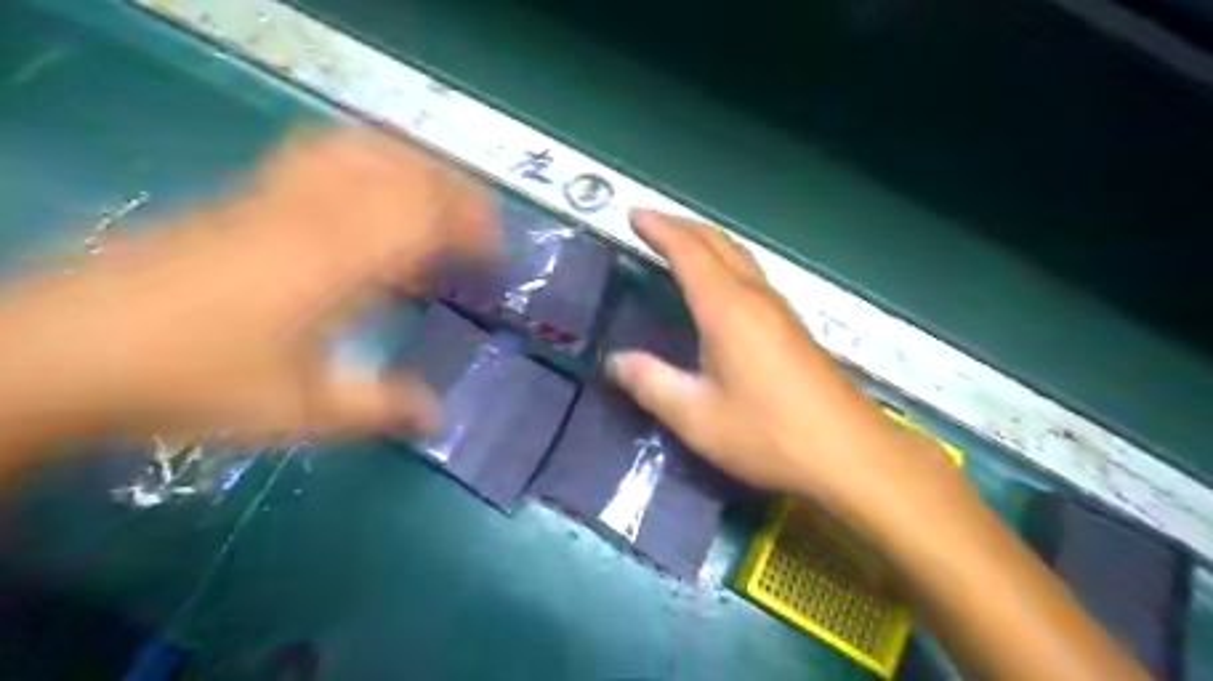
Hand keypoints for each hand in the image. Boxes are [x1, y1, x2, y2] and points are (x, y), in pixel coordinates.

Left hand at [0, 128, 495, 443]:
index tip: (496, 252)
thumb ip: (381, 407)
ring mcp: (280, 196)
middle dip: (457, 192)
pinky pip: (322, 151)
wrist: (73, 350)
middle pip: (406, 172)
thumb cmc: (200, 381)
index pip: (427, 216)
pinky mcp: (249, 194)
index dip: (473, 225)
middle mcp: (318, 214)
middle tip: (481, 228)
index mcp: (341, 261)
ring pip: (366, 150)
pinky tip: (370, 182)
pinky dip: (365, 154)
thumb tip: (439, 418)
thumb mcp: (304, 411)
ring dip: (415, 166)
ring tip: (439, 198)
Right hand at [606, 209, 957, 509]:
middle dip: (681, 225)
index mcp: (727, 309)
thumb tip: (615, 361)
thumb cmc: (769, 434)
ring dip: (705, 241)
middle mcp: (755, 297)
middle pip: (717, 242)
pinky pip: (752, 275)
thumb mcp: (697, 417)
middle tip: (651, 222)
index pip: (688, 251)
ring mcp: (780, 309)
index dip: (659, 228)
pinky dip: (725, 262)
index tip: (633, 214)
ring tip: (679, 244)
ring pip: (739, 255)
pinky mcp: (793, 327)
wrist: (850, 453)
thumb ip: (651, 383)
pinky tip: (719, 285)